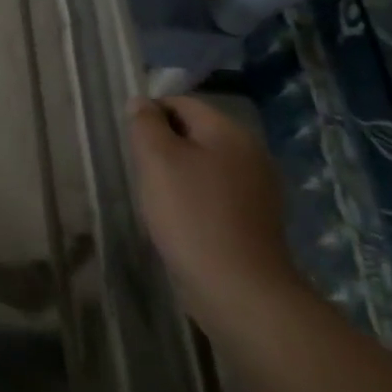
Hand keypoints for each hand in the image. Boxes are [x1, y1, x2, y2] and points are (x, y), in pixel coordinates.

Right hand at [127, 95, 303, 335]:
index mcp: (230, 132)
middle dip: (164, 146)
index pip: (182, 103)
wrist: (238, 289)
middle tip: (143, 171)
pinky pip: (216, 193)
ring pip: (205, 164)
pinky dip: (195, 199)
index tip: (132, 144)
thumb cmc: (191, 214)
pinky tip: (181, 220)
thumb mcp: (156, 158)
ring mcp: (258, 189)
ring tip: (159, 198)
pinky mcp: (256, 221)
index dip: (151, 115)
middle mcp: (251, 153)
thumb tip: (142, 103)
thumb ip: (145, 123)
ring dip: (178, 174)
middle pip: (195, 133)